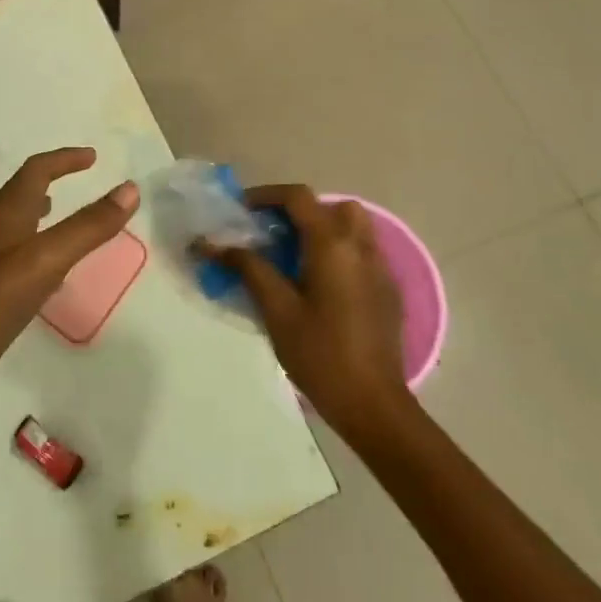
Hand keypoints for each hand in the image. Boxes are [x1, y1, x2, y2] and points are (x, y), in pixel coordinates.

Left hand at [0, 148, 138, 423]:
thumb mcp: (44, 261)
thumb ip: (87, 227)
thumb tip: (129, 189)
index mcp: (4, 218)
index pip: (35, 172)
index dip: (63, 160)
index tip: (92, 157)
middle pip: (21, 195)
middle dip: (51, 181)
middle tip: (81, 181)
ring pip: (16, 229)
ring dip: (40, 216)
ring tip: (62, 219)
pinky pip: (14, 263)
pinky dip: (36, 255)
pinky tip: (47, 280)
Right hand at [206, 185, 408, 437]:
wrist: (374, 405)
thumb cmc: (320, 355)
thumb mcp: (276, 310)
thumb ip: (248, 268)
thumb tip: (211, 243)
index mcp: (333, 245)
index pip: (299, 197)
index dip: (267, 196)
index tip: (242, 211)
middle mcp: (361, 247)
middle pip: (332, 206)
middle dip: (300, 211)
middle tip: (273, 233)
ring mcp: (380, 269)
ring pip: (353, 227)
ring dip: (323, 229)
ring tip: (295, 257)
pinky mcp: (388, 291)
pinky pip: (362, 253)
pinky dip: (339, 252)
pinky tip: (320, 285)